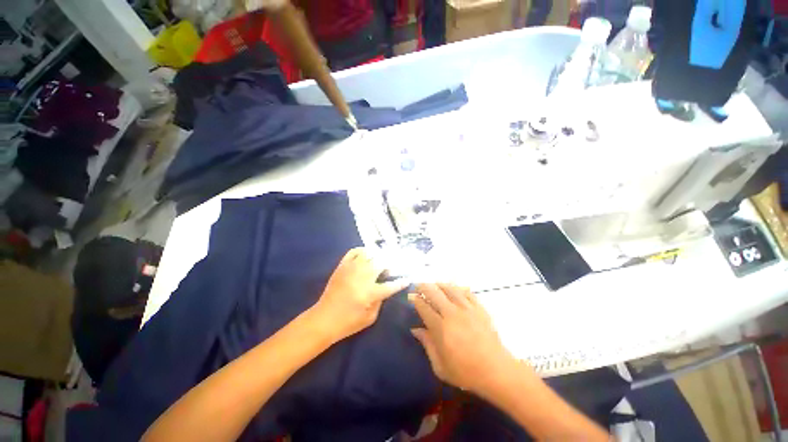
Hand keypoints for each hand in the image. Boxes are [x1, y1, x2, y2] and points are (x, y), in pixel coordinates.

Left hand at [312, 248, 408, 343]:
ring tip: (379, 261)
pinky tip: (366, 255)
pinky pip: (353, 251)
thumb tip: (385, 287)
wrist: (323, 319)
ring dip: (377, 256)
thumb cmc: (348, 322)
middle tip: (391, 269)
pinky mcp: (342, 266)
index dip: (401, 282)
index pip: (391, 285)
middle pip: (381, 263)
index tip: (407, 278)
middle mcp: (362, 277)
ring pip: (369, 254)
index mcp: (370, 292)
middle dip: (390, 264)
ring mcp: (351, 269)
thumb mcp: (370, 318)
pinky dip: (362, 250)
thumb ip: (381, 301)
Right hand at [410, 283, 518, 393]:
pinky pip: (467, 292)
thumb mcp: (440, 366)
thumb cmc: (466, 372)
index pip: (424, 307)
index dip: (416, 300)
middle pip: (434, 293)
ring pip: (450, 289)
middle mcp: (452, 313)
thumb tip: (415, 329)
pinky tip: (454, 288)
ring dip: (439, 284)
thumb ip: (427, 344)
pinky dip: (458, 288)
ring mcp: (467, 309)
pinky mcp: (479, 308)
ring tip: (434, 284)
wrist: (497, 371)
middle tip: (419, 285)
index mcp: (441, 328)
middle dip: (424, 286)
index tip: (411, 296)